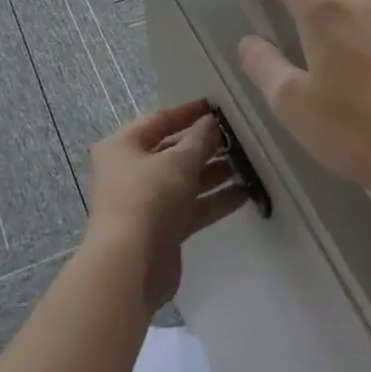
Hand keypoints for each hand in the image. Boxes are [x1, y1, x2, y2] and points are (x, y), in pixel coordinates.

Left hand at [84, 100, 247, 312]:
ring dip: (213, 173)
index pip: (159, 121)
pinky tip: (244, 194)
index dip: (187, 113)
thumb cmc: (148, 198)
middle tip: (238, 138)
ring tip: (247, 164)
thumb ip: (199, 140)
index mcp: (123, 146)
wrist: (130, 265)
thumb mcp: (178, 162)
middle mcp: (131, 170)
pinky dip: (213, 200)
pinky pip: (191, 207)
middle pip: (172, 151)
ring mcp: (146, 201)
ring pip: (184, 181)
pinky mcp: (163, 229)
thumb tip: (211, 122)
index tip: (216, 106)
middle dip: (204, 146)